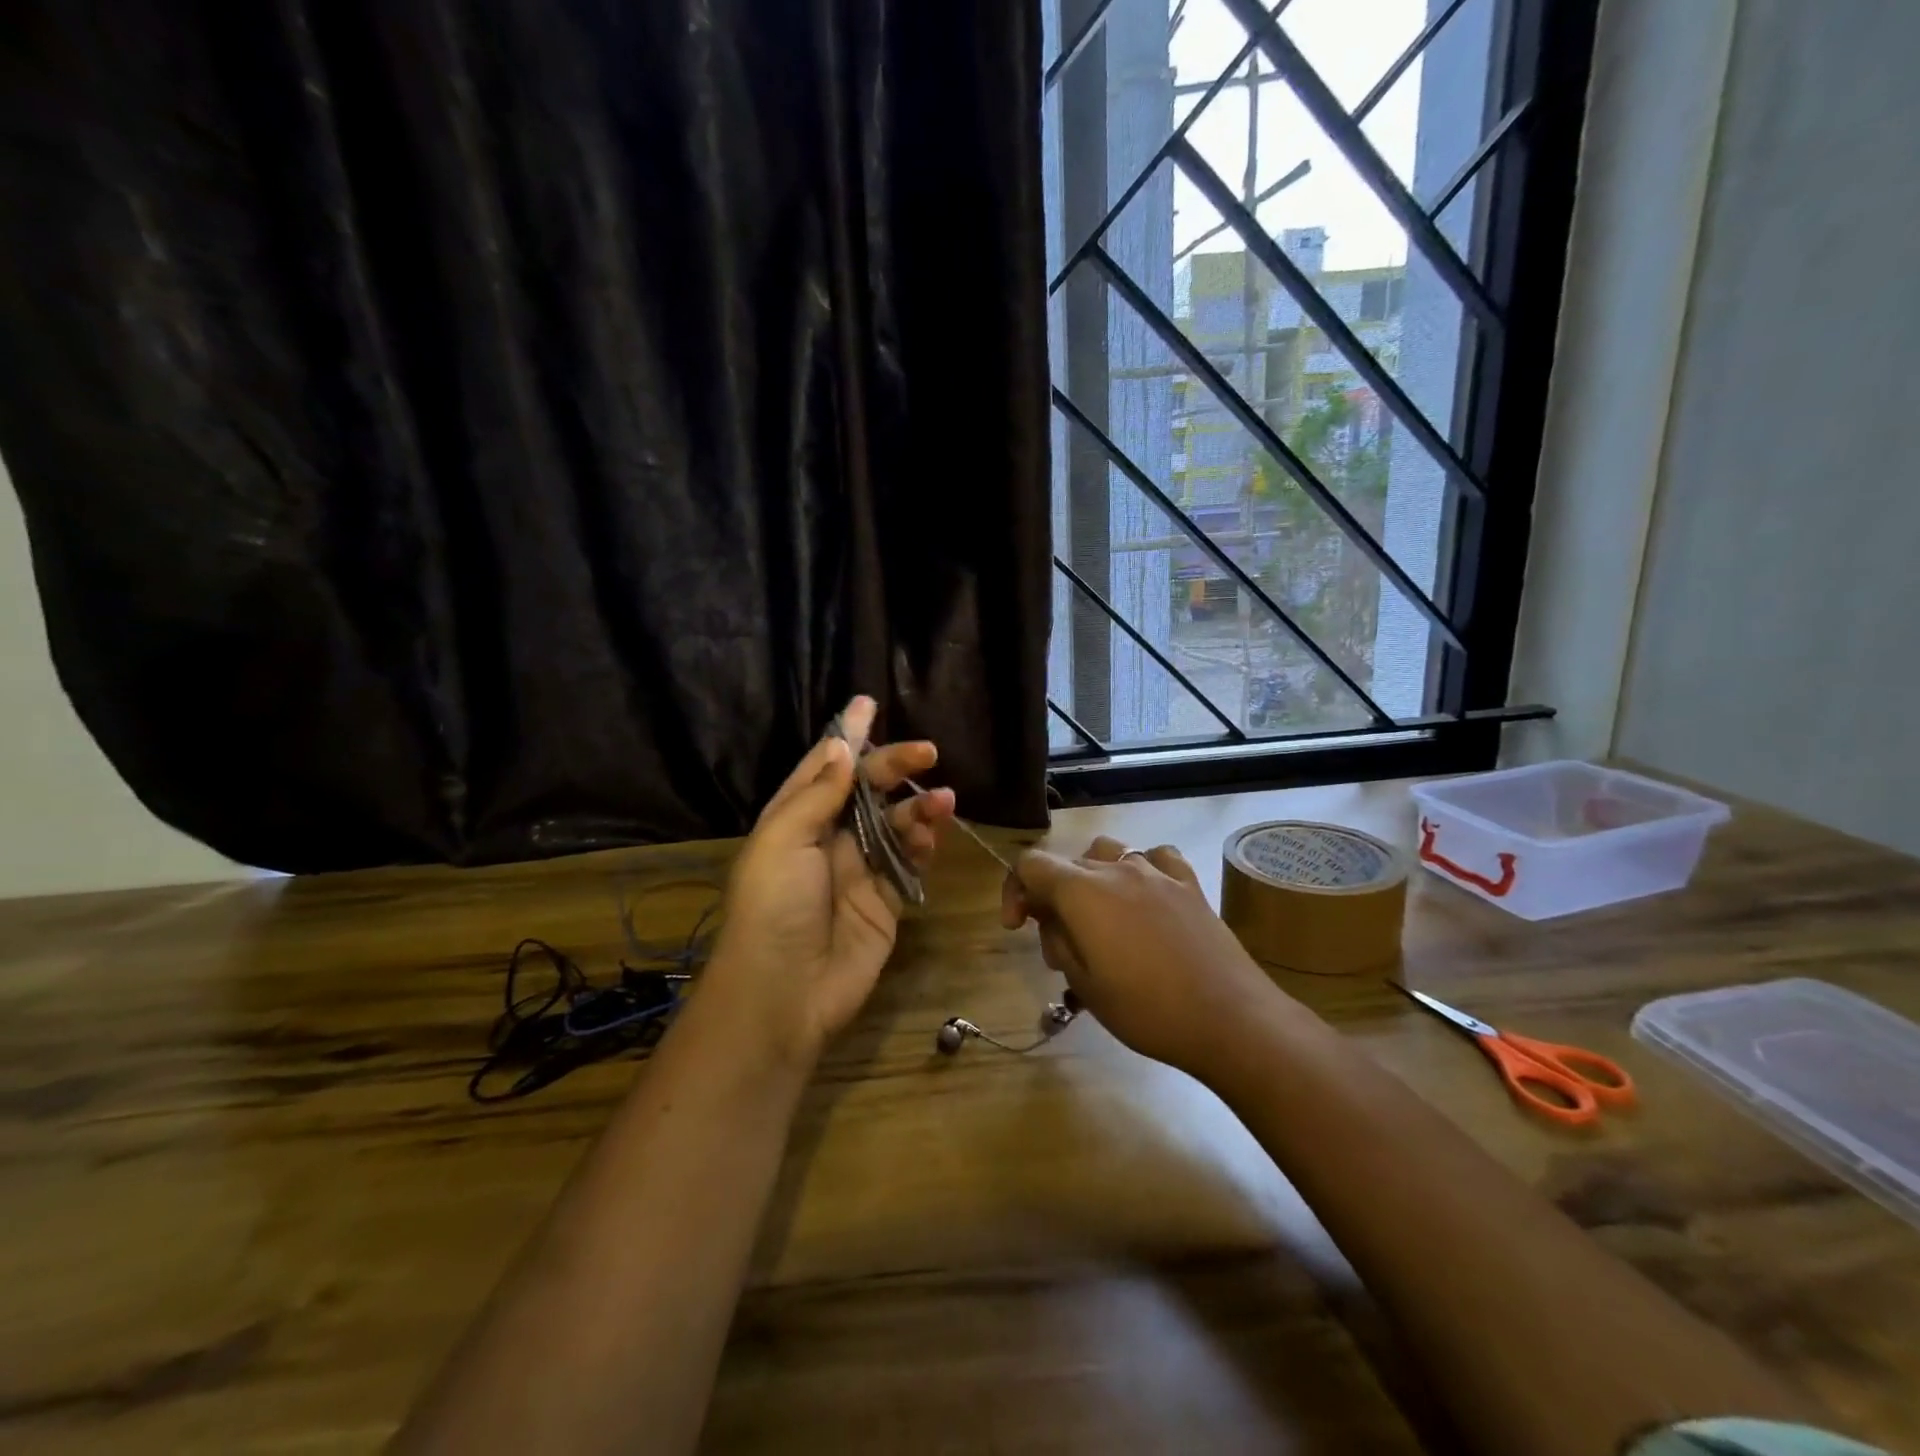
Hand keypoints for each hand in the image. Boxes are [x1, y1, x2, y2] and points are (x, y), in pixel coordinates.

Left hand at [704, 696, 954, 1063]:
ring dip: (917, 807)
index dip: (847, 735)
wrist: (785, 992)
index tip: (868, 702)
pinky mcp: (884, 901)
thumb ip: (818, 793)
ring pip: (894, 825)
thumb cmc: (774, 906)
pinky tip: (932, 832)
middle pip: (866, 791)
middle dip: (894, 767)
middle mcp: (825, 839)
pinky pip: (909, 863)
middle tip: (927, 751)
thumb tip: (842, 746)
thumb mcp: (783, 840)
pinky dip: (923, 844)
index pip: (825, 766)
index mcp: (793, 819)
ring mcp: (857, 871)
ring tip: (942, 799)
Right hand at [1001, 836, 1284, 1076]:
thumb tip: (1049, 918)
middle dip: (1051, 896)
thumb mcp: (1084, 985)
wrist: (1230, 1018)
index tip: (1017, 927)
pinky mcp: (1188, 882)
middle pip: (1067, 863)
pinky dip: (1139, 869)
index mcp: (1082, 891)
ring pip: (1108, 852)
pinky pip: (1154, 857)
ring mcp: (1156, 871)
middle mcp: (1115, 868)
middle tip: (1060, 945)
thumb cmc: (1147, 1010)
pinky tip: (1145, 896)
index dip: (1014, 890)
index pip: (1030, 864)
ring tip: (1100, 916)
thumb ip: (1057, 941)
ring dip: (1092, 877)